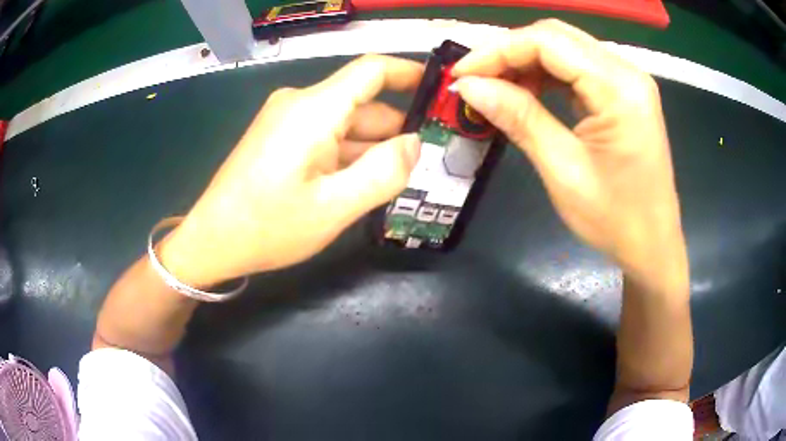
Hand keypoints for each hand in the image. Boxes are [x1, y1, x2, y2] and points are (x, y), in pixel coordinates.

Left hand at [159, 55, 422, 286]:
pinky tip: (357, 183)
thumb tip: (414, 143)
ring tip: (394, 182)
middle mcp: (299, 103)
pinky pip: (324, 135)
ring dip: (370, 148)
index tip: (438, 90)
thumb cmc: (268, 227)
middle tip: (424, 164)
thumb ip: (384, 173)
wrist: (211, 241)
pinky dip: (346, 154)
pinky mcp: (278, 136)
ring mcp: (285, 119)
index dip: (409, 73)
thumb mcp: (335, 208)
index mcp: (314, 109)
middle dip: (394, 130)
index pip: (372, 70)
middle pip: (361, 103)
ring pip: (344, 122)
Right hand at [453, 20, 685, 276]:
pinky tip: (527, 93)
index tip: (461, 74)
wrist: (651, 245)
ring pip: (565, 48)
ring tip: (496, 88)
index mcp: (620, 88)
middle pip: (556, 37)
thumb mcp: (563, 169)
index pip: (548, 42)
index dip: (498, 51)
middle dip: (509, 52)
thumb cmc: (614, 219)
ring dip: (526, 62)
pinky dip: (546, 75)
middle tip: (475, 79)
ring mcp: (627, 80)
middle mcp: (627, 72)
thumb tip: (469, 86)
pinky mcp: (623, 93)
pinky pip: (577, 68)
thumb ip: (519, 117)